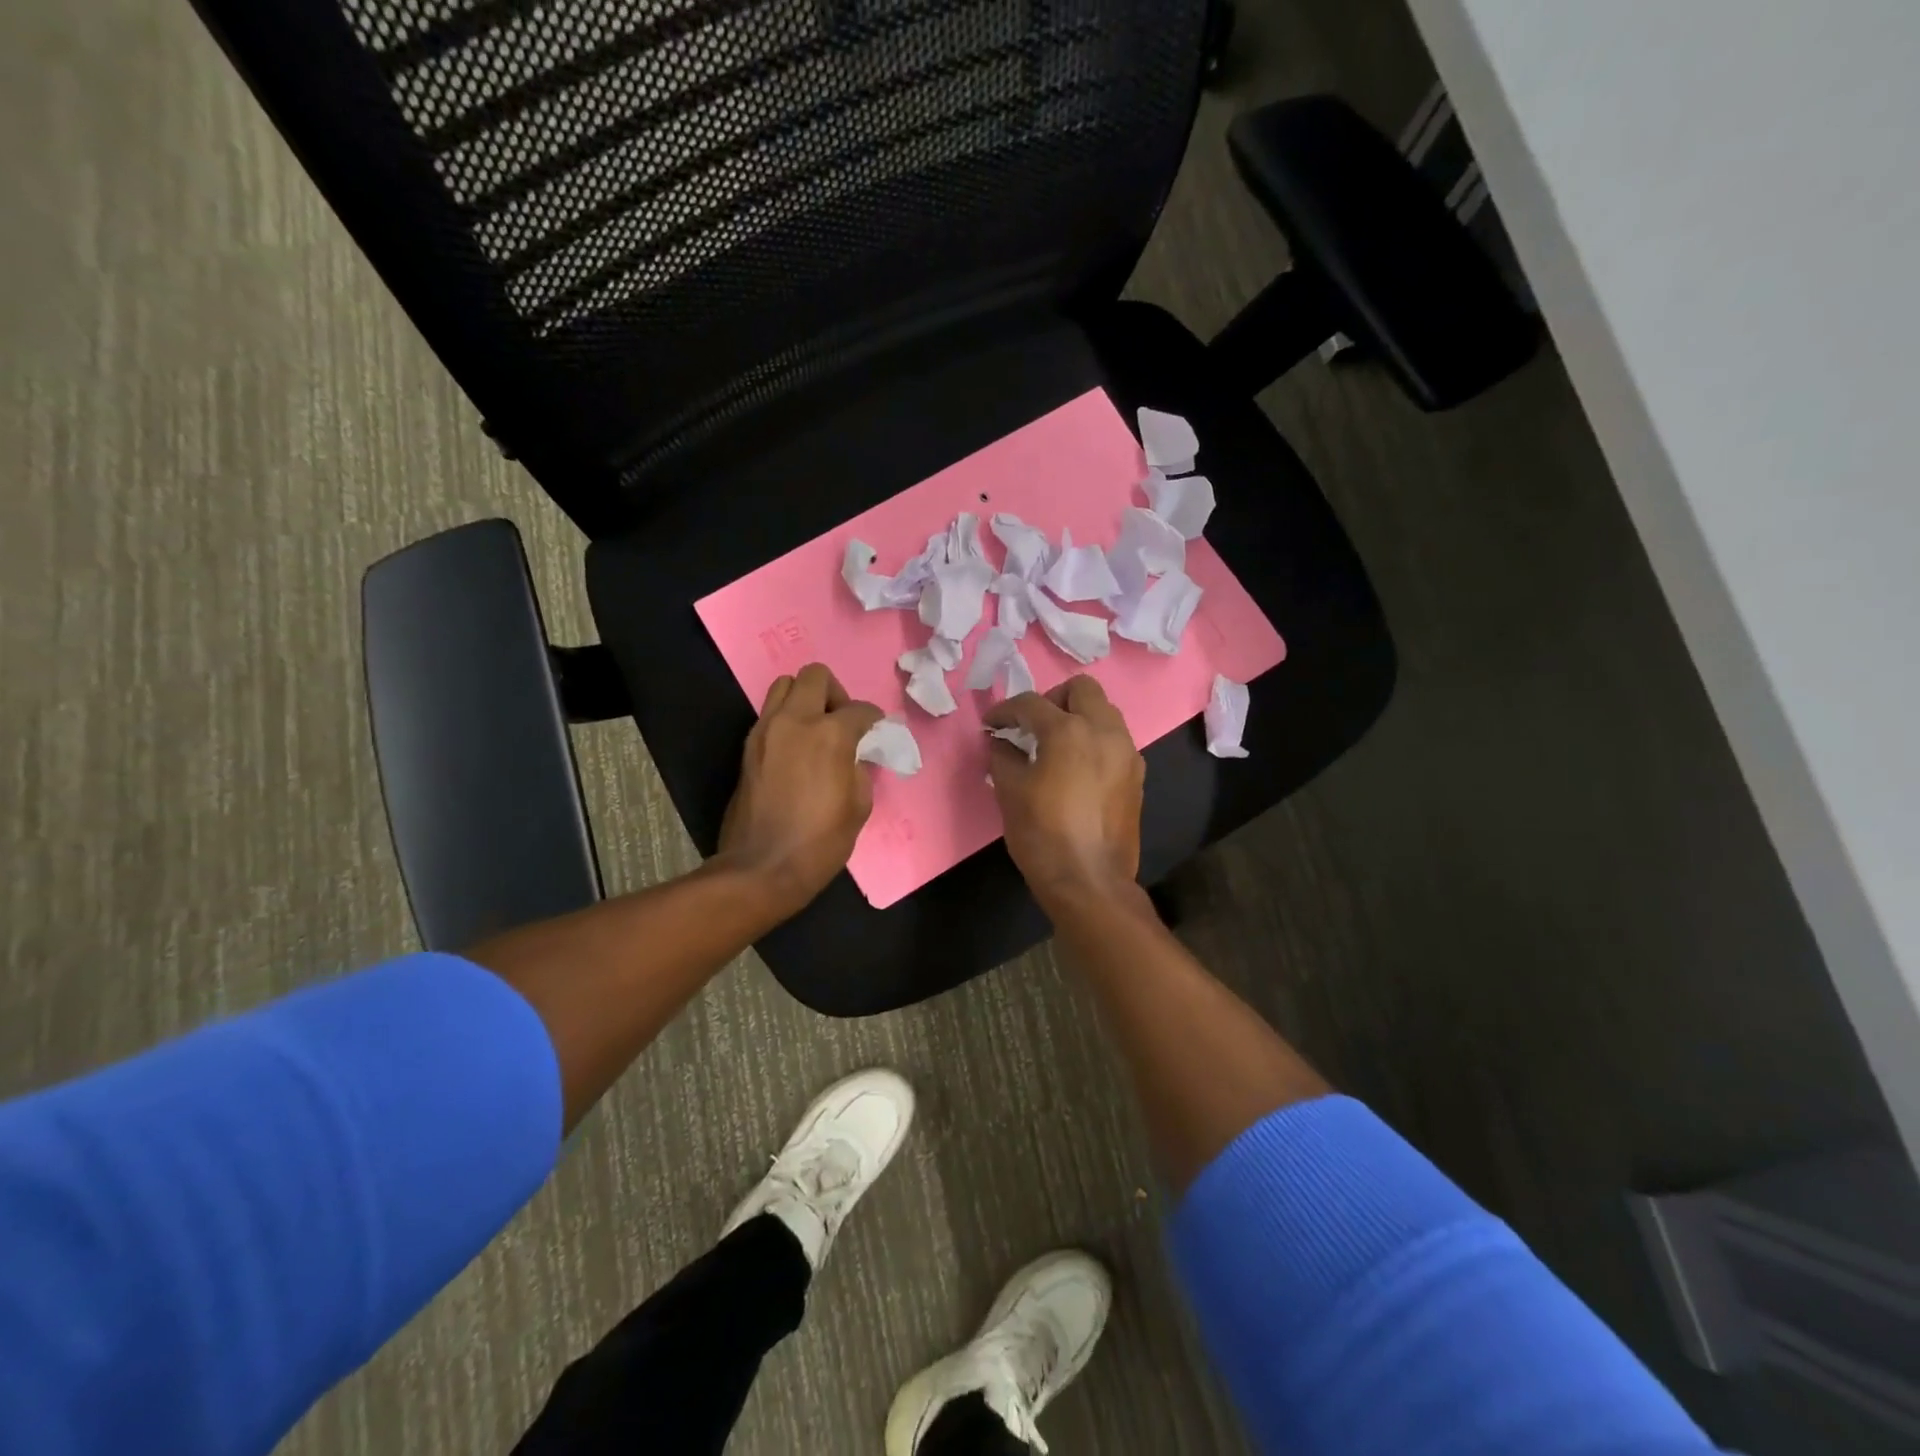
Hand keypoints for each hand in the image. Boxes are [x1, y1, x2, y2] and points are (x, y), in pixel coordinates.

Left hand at [718, 663, 883, 918]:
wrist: (761, 868)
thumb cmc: (820, 842)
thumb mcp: (859, 806)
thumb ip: (861, 768)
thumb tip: (856, 754)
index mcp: (829, 734)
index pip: (859, 709)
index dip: (874, 720)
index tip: (876, 734)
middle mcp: (794, 721)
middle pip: (815, 675)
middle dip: (835, 692)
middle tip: (841, 721)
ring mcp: (765, 731)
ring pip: (784, 686)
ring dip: (805, 699)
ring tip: (816, 729)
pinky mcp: (747, 747)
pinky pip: (770, 714)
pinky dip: (787, 719)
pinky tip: (797, 749)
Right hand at [984, 676, 1144, 910]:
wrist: (1090, 881)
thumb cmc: (1042, 834)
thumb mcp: (1010, 792)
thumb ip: (1003, 756)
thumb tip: (1002, 741)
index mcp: (1069, 730)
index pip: (1031, 703)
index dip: (1005, 711)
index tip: (992, 726)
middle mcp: (1105, 731)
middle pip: (1081, 689)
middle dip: (1052, 699)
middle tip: (1032, 726)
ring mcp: (1127, 752)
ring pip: (1104, 712)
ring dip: (1078, 717)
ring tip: (1055, 745)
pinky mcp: (1137, 775)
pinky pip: (1115, 740)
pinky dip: (1094, 740)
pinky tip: (1077, 768)